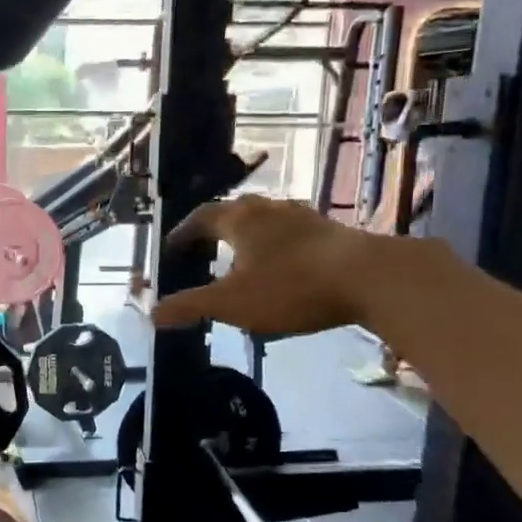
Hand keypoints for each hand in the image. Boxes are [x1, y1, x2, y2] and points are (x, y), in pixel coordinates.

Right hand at [151, 195, 377, 335]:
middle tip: (203, 250)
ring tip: (241, 256)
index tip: (172, 248)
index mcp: (239, 219)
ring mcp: (303, 216)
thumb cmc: (290, 287)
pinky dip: (277, 244)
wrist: (370, 279)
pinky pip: (291, 232)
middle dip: (215, 229)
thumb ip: (190, 306)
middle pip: (233, 211)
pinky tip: (283, 264)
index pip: (200, 217)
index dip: (183, 233)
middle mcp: (268, 209)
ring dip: (248, 234)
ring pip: (266, 219)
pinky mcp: (331, 231)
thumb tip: (152, 312)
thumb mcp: (232, 303)